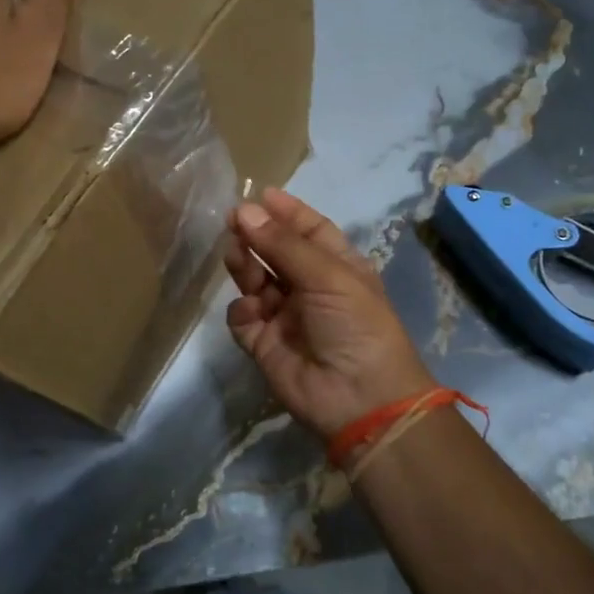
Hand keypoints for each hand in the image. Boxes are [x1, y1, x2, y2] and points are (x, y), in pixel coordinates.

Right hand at [225, 188, 435, 437]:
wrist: (359, 399)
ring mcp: (286, 316)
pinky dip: (242, 310)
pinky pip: (243, 317)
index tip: (258, 194)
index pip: (310, 230)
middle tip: (233, 221)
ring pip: (255, 280)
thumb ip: (283, 244)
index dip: (286, 211)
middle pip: (276, 252)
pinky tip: (252, 311)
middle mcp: (311, 287)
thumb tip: (245, 210)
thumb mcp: (328, 276)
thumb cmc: (356, 325)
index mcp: (338, 267)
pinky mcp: (264, 343)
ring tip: (237, 257)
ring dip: (245, 266)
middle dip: (257, 235)